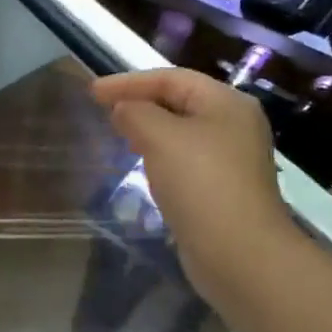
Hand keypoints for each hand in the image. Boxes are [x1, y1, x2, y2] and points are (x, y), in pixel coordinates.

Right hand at [92, 68, 295, 308]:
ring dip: (149, 129)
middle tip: (103, 109)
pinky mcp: (223, 188)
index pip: (171, 78)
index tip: (92, 92)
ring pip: (181, 132)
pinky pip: (185, 159)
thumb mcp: (161, 138)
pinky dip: (160, 155)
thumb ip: (136, 113)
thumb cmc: (201, 184)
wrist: (240, 254)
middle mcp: (234, 125)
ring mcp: (232, 159)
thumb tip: (123, 109)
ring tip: (118, 134)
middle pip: (179, 101)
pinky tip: (143, 165)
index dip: (129, 81)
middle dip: (140, 102)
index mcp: (226, 103)